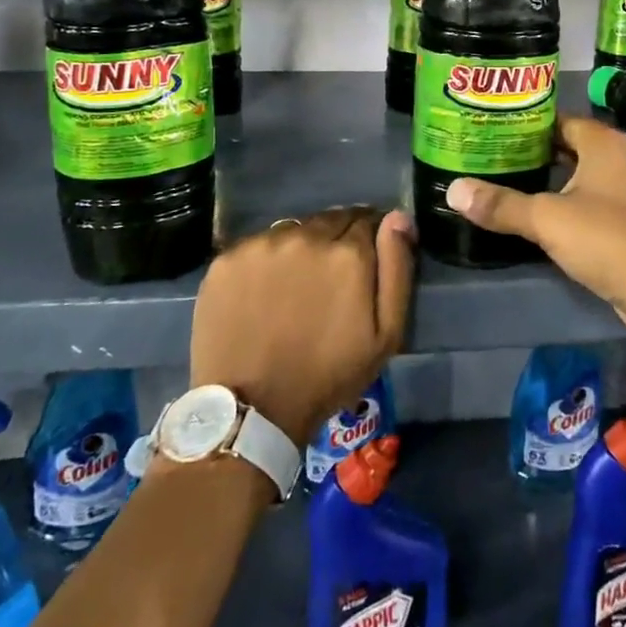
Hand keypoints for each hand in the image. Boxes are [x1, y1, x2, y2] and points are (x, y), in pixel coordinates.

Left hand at [189, 206, 414, 446]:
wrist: (251, 409)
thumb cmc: (329, 375)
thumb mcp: (386, 334)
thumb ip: (396, 268)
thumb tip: (398, 217)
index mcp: (348, 252)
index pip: (367, 220)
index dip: (368, 240)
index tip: (363, 264)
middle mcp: (306, 236)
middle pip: (330, 221)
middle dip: (336, 240)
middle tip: (330, 279)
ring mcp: (262, 245)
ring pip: (293, 231)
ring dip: (301, 248)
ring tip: (295, 286)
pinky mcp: (227, 259)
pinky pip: (257, 247)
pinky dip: (265, 261)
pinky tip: (263, 292)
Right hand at [444, 117, 625, 357]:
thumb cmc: (607, 240)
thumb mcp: (547, 220)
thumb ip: (501, 204)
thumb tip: (453, 190)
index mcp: (604, 143)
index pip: (558, 119)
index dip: (526, 124)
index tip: (492, 130)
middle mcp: (621, 157)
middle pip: (569, 146)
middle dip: (533, 152)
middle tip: (492, 157)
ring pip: (581, 175)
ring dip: (550, 179)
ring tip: (508, 183)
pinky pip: (593, 199)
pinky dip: (568, 202)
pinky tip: (541, 216)